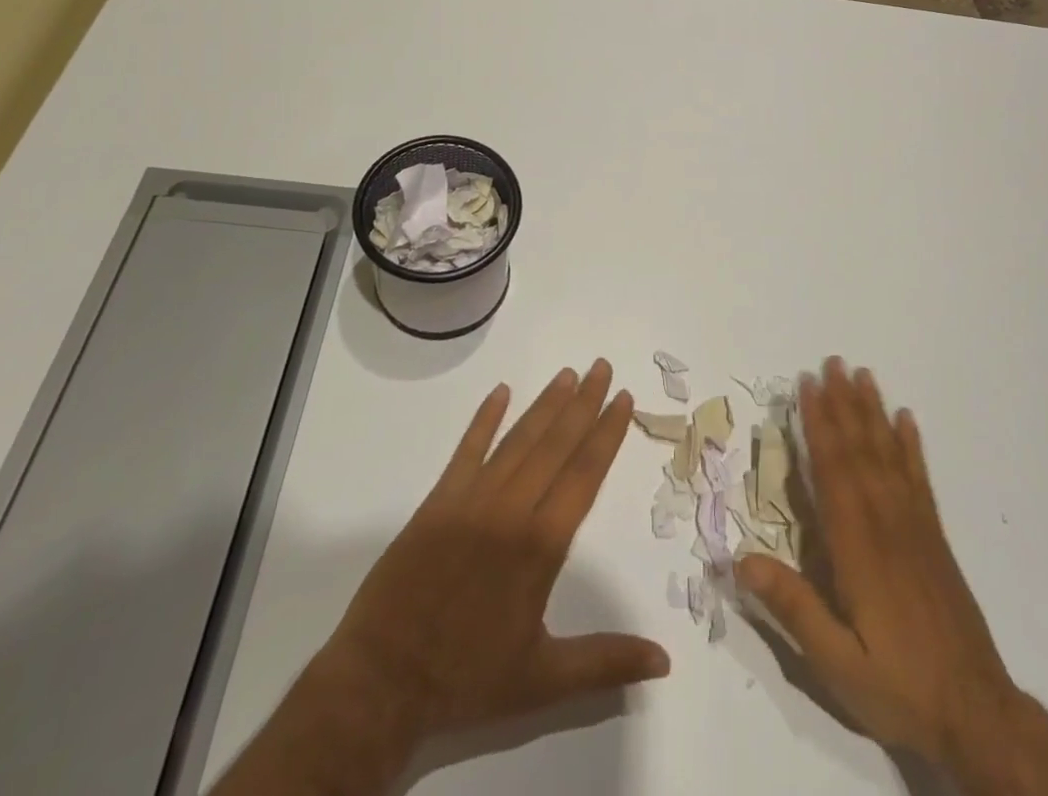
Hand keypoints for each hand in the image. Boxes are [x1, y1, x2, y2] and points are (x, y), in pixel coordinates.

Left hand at [216, 360, 669, 795]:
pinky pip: (466, 451)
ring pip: (518, 440)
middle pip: (556, 444)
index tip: (623, 398)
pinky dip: (484, 419)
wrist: (382, 682)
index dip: (607, 433)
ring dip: (546, 404)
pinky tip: (501, 391)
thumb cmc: (468, 679)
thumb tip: (665, 660)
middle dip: (584, 403)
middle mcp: (511, 510)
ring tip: (569, 373)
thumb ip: (605, 662)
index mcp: (540, 546)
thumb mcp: (543, 680)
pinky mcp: (438, 501)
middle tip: (603, 366)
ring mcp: (471, 500)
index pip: (585, 474)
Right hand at [736, 358, 1047, 795]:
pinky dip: (911, 446)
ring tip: (864, 375)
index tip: (807, 384)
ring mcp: (915, 527)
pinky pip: (920, 479)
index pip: (832, 469)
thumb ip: (791, 608)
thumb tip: (738, 559)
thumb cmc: (899, 686)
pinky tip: (906, 420)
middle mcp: (886, 522)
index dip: (817, 423)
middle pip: (860, 449)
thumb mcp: (836, 662)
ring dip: (873, 412)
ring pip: (889, 455)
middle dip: (843, 402)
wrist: (978, 715)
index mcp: (857, 545)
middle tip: (832, 361)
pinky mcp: (935, 538)